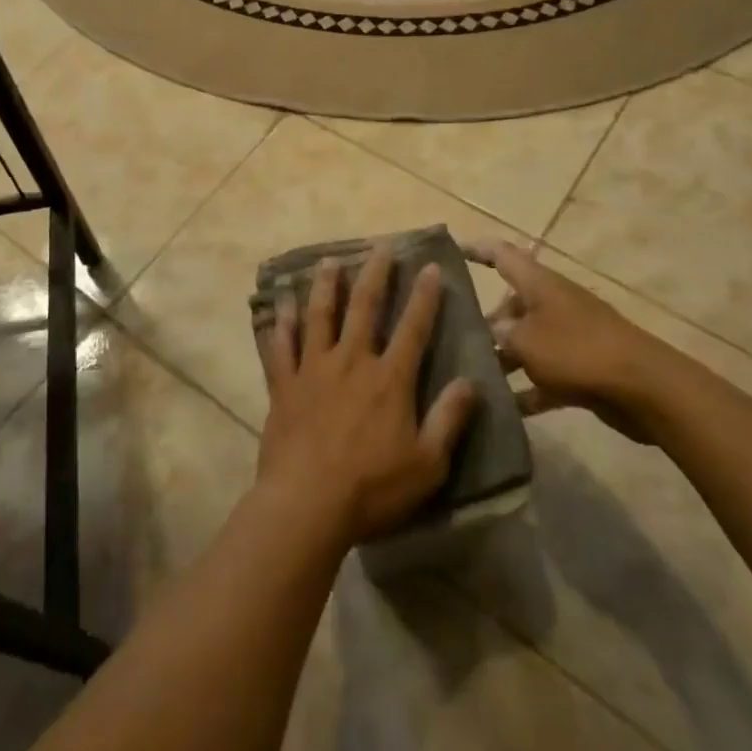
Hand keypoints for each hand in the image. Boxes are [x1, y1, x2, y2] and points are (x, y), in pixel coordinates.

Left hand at [256, 247, 477, 548]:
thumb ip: (450, 419)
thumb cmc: (372, 488)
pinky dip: (281, 322)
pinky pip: (281, 345)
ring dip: (325, 286)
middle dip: (375, 274)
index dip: (424, 296)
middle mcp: (351, 361)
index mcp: (389, 379)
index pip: (413, 328)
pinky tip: (280, 304)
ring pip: (319, 315)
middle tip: (379, 246)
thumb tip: (470, 382)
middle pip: (364, 307)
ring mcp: (313, 369)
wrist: (307, 503)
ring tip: (328, 261)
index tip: (429, 266)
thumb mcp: (427, 463)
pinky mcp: (284, 384)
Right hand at [466, 241, 665, 441]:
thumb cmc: (576, 351)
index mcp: (539, 284)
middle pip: (512, 304)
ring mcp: (570, 336)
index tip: (451, 251)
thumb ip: (498, 336)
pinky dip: (528, 389)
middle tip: (454, 338)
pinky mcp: (582, 369)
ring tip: (472, 375)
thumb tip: (488, 334)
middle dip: (484, 320)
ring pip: (527, 341)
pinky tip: (506, 408)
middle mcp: (553, 304)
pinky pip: (546, 375)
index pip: (502, 255)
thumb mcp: (524, 341)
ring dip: (503, 358)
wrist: (644, 388)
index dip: (477, 250)